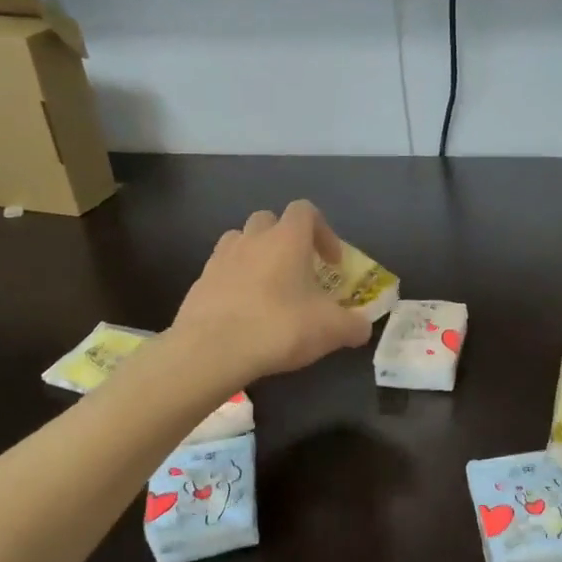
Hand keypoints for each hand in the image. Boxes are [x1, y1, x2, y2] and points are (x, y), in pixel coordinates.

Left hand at [170, 201, 373, 385]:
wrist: (212, 350)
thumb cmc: (280, 327)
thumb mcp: (331, 330)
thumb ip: (354, 326)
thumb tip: (362, 328)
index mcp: (287, 239)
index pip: (305, 211)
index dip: (323, 232)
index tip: (332, 263)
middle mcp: (252, 239)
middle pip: (269, 220)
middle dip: (285, 240)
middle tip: (298, 271)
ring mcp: (220, 258)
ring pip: (240, 241)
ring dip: (256, 256)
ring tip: (268, 288)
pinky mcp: (199, 283)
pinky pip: (221, 271)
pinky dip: (234, 282)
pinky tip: (243, 313)